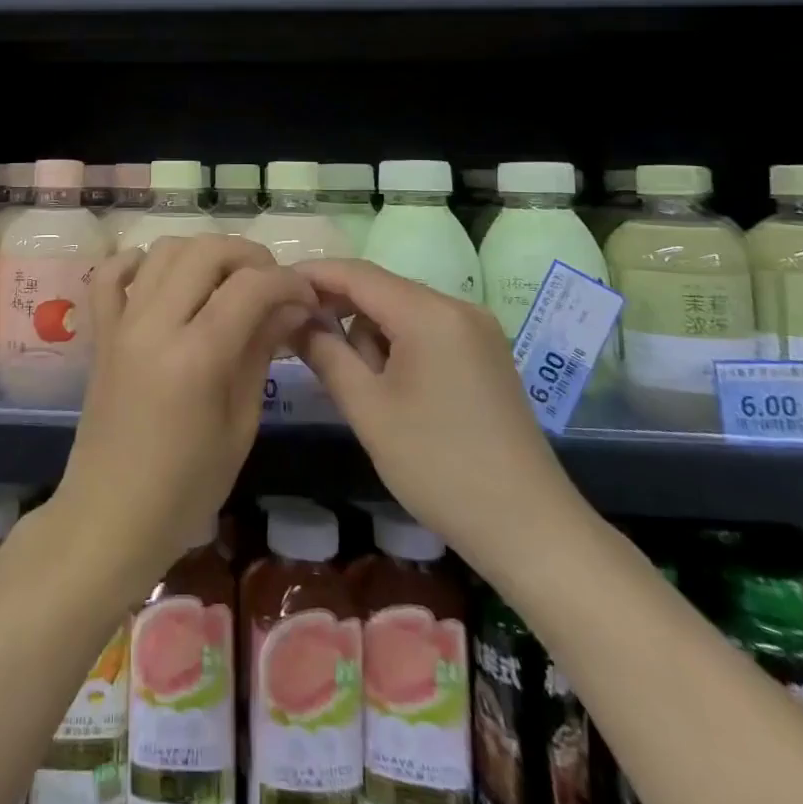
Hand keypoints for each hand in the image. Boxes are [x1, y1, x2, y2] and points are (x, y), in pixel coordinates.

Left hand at [50, 236, 318, 599]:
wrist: (111, 516)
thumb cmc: (187, 487)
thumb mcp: (240, 425)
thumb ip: (261, 352)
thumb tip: (292, 307)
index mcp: (197, 356)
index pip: (250, 287)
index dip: (287, 282)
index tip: (306, 298)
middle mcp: (155, 324)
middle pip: (206, 251)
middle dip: (249, 256)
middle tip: (271, 284)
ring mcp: (121, 323)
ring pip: (163, 250)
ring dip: (202, 253)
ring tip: (226, 281)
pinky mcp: (100, 331)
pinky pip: (108, 275)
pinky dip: (137, 262)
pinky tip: (159, 279)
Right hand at [292, 259, 579, 581]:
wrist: (530, 529)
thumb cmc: (438, 467)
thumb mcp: (368, 409)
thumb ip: (324, 353)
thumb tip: (292, 317)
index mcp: (429, 313)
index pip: (356, 274)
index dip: (312, 276)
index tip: (272, 289)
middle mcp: (457, 307)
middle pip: (381, 290)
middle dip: (340, 311)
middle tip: (303, 344)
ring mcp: (478, 330)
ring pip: (403, 311)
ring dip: (371, 335)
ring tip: (363, 389)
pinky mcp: (486, 354)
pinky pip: (427, 331)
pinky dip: (398, 346)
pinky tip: (393, 390)